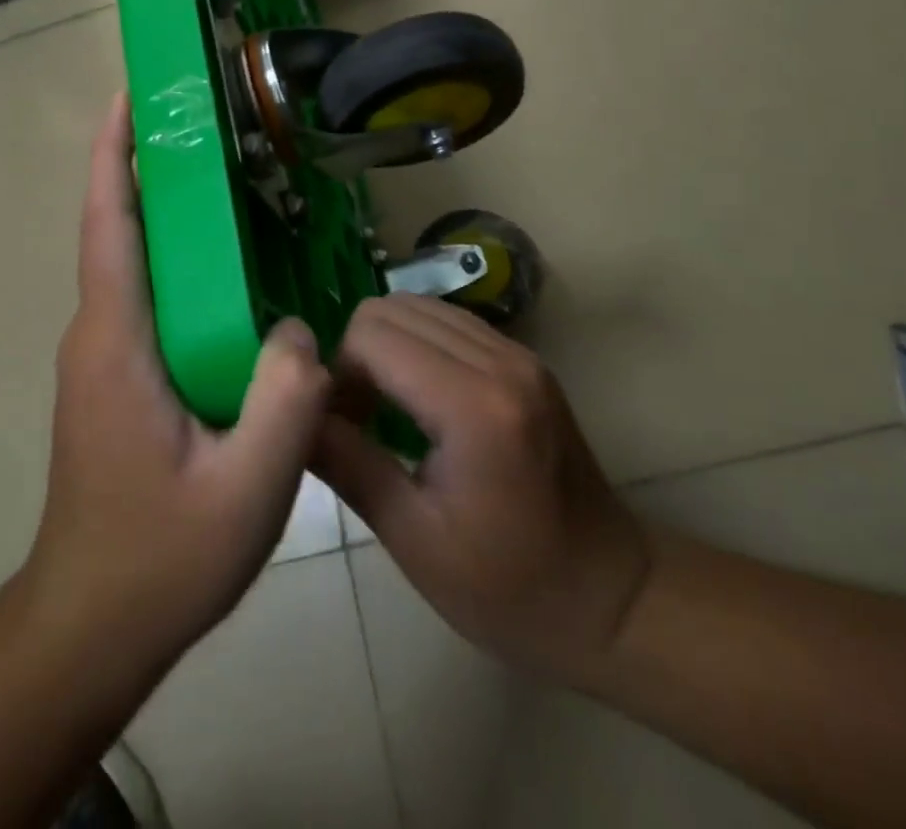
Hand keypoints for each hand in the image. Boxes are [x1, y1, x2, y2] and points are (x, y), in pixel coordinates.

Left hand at [23, 95, 332, 668]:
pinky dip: (175, 261)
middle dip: (148, 166)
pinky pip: (145, 298)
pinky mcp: (113, 378)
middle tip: (203, 121)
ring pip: (133, 264)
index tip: (130, 95)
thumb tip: (300, 329)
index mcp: (117, 341)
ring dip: (164, 213)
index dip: (112, 154)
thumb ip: (285, 400)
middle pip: (118, 230)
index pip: (107, 224)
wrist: (91, 625)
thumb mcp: (246, 489)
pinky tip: (229, 271)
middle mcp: (97, 335)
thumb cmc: (160, 558)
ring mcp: (101, 357)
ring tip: (225, 178)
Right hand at [313, 295, 650, 681]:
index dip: (338, 374)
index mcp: (473, 405)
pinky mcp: (524, 358)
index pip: (372, 337)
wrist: (613, 598)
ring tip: (385, 407)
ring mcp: (517, 352)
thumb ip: (348, 463)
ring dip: (386, 345)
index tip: (338, 428)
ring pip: (419, 306)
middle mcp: (499, 360)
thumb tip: (292, 416)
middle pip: (391, 309)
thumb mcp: (415, 539)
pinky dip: (417, 345)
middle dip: (357, 354)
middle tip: (356, 418)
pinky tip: (419, 399)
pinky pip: (449, 323)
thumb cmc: (508, 589)